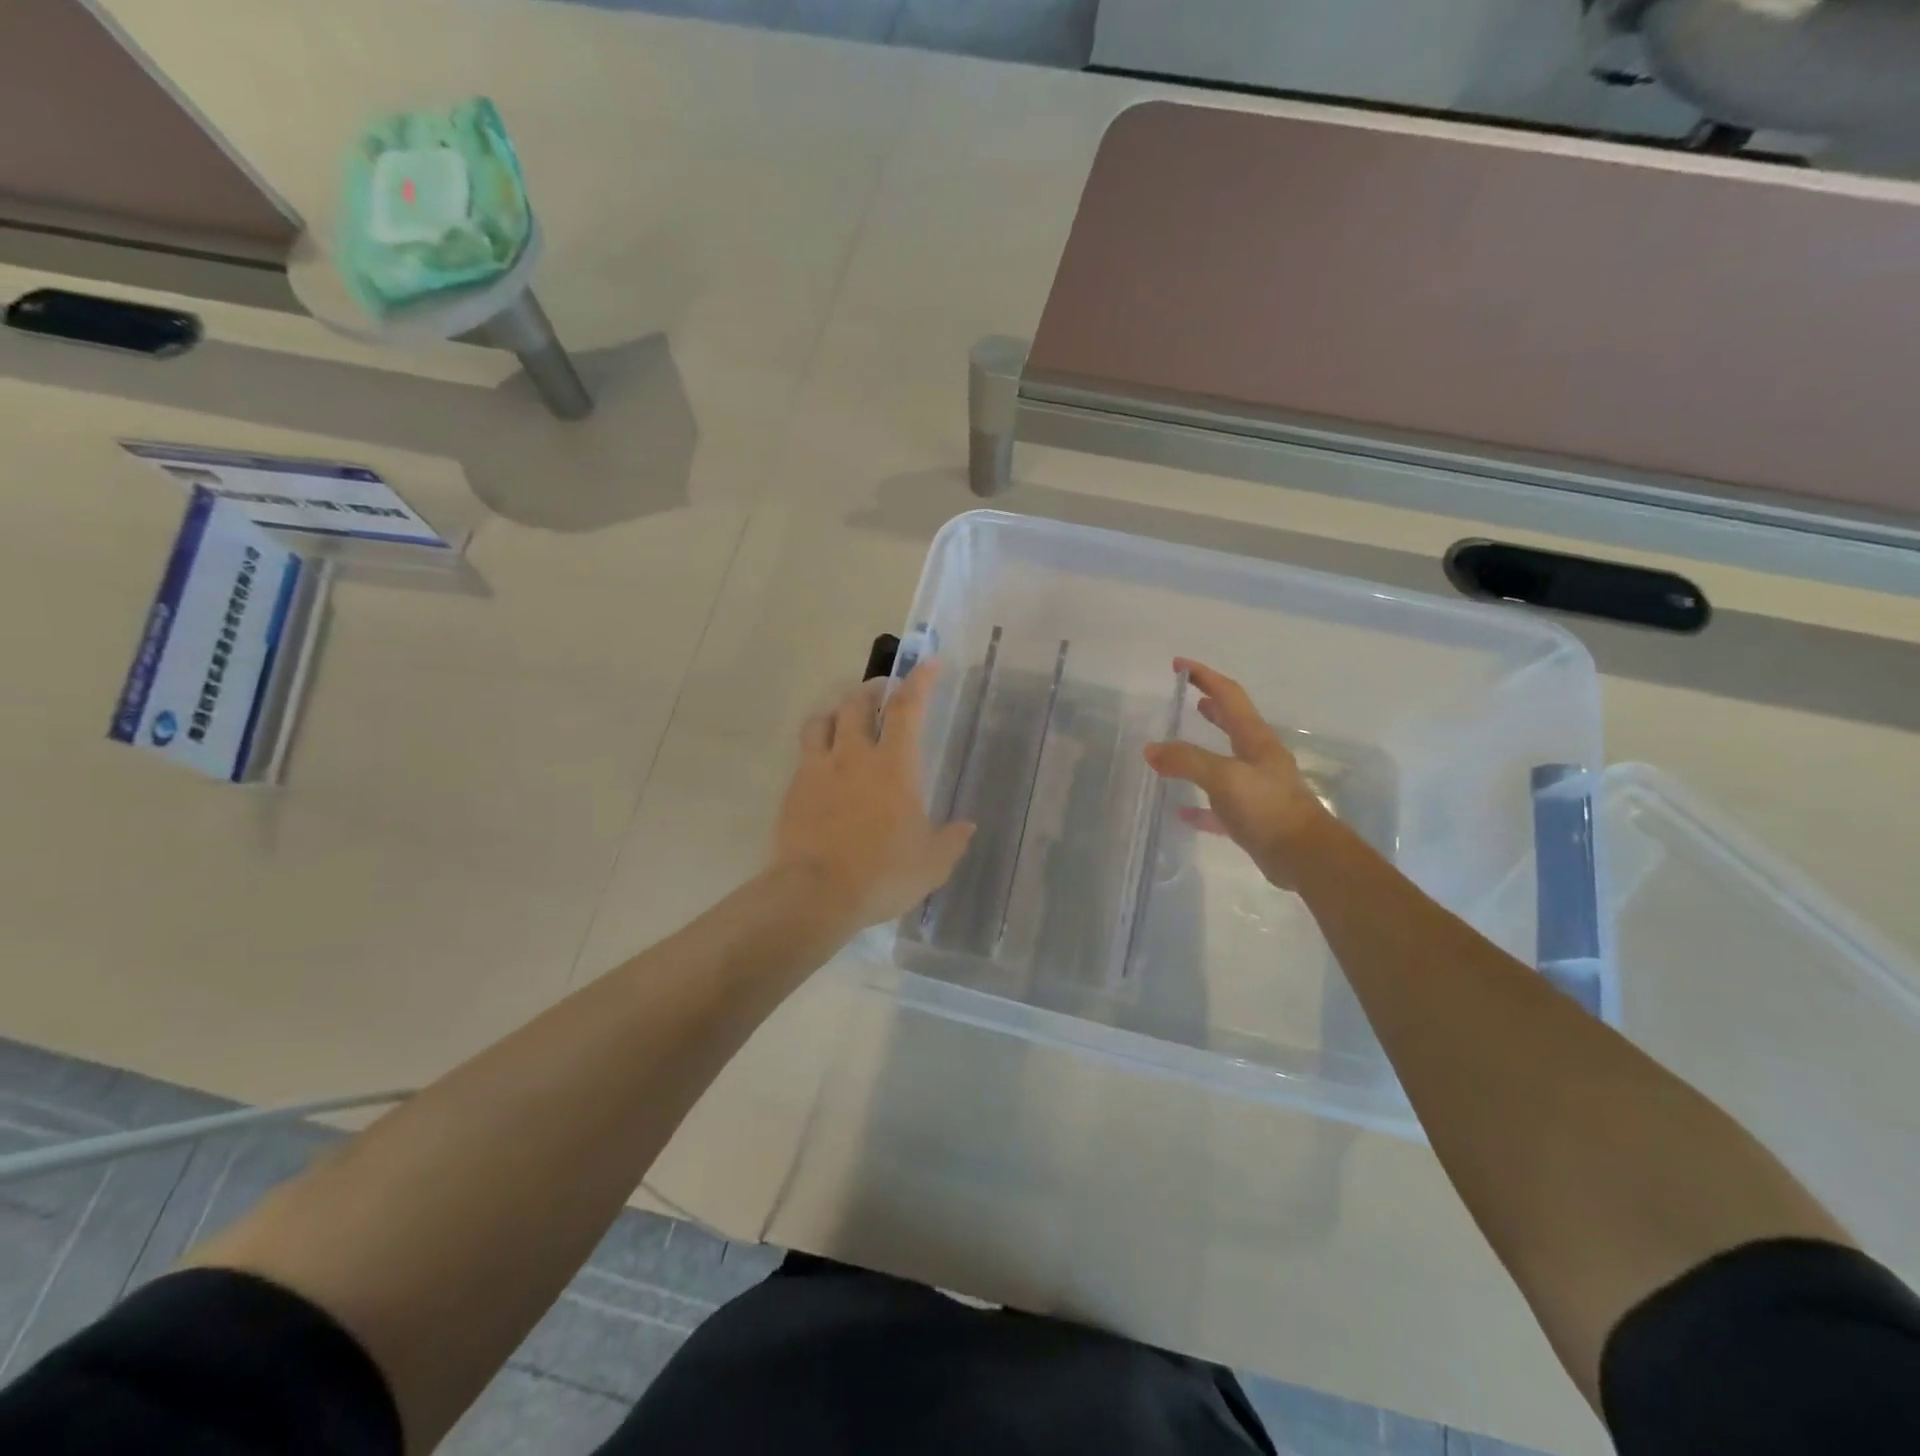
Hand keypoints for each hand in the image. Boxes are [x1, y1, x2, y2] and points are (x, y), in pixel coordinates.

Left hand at [772, 661, 975, 930]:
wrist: (815, 895)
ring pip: (822, 721)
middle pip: (857, 703)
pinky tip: (823, 766)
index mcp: (894, 766)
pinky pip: (804, 754)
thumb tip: (966, 827)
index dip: (920, 681)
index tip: (928, 663)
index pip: (907, 708)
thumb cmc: (882, 874)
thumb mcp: (931, 864)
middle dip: (872, 690)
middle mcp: (854, 756)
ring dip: (837, 712)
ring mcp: (818, 770)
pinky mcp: (793, 790)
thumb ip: (952, 840)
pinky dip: (817, 747)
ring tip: (846, 720)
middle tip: (883, 693)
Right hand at [1143, 658, 1334, 889]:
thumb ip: (1186, 760)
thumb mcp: (1223, 777)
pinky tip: (1181, 811)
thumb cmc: (1267, 808)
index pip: (1228, 696)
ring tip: (1179, 742)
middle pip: (1232, 722)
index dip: (1205, 677)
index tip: (1179, 664)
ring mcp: (1256, 788)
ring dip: (1204, 747)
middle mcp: (1258, 758)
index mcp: (1255, 739)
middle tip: (1188, 694)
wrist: (1304, 856)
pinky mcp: (1251, 818)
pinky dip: (1199, 804)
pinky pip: (1218, 805)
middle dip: (1211, 705)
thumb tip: (1151, 749)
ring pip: (1225, 761)